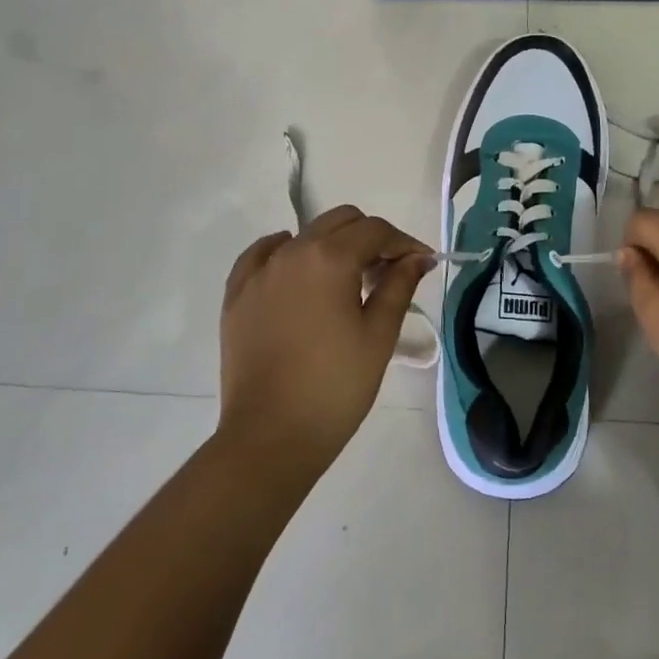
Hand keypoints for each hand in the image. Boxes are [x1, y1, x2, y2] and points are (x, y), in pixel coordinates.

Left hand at [219, 206, 432, 467]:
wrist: (270, 437)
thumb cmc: (335, 387)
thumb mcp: (379, 336)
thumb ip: (399, 287)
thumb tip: (417, 258)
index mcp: (330, 259)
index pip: (375, 231)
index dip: (404, 243)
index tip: (422, 264)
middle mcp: (291, 252)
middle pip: (340, 222)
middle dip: (370, 238)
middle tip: (388, 273)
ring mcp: (259, 272)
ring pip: (304, 236)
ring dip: (333, 246)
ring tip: (347, 283)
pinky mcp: (237, 294)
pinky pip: (263, 254)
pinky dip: (287, 252)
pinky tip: (299, 273)